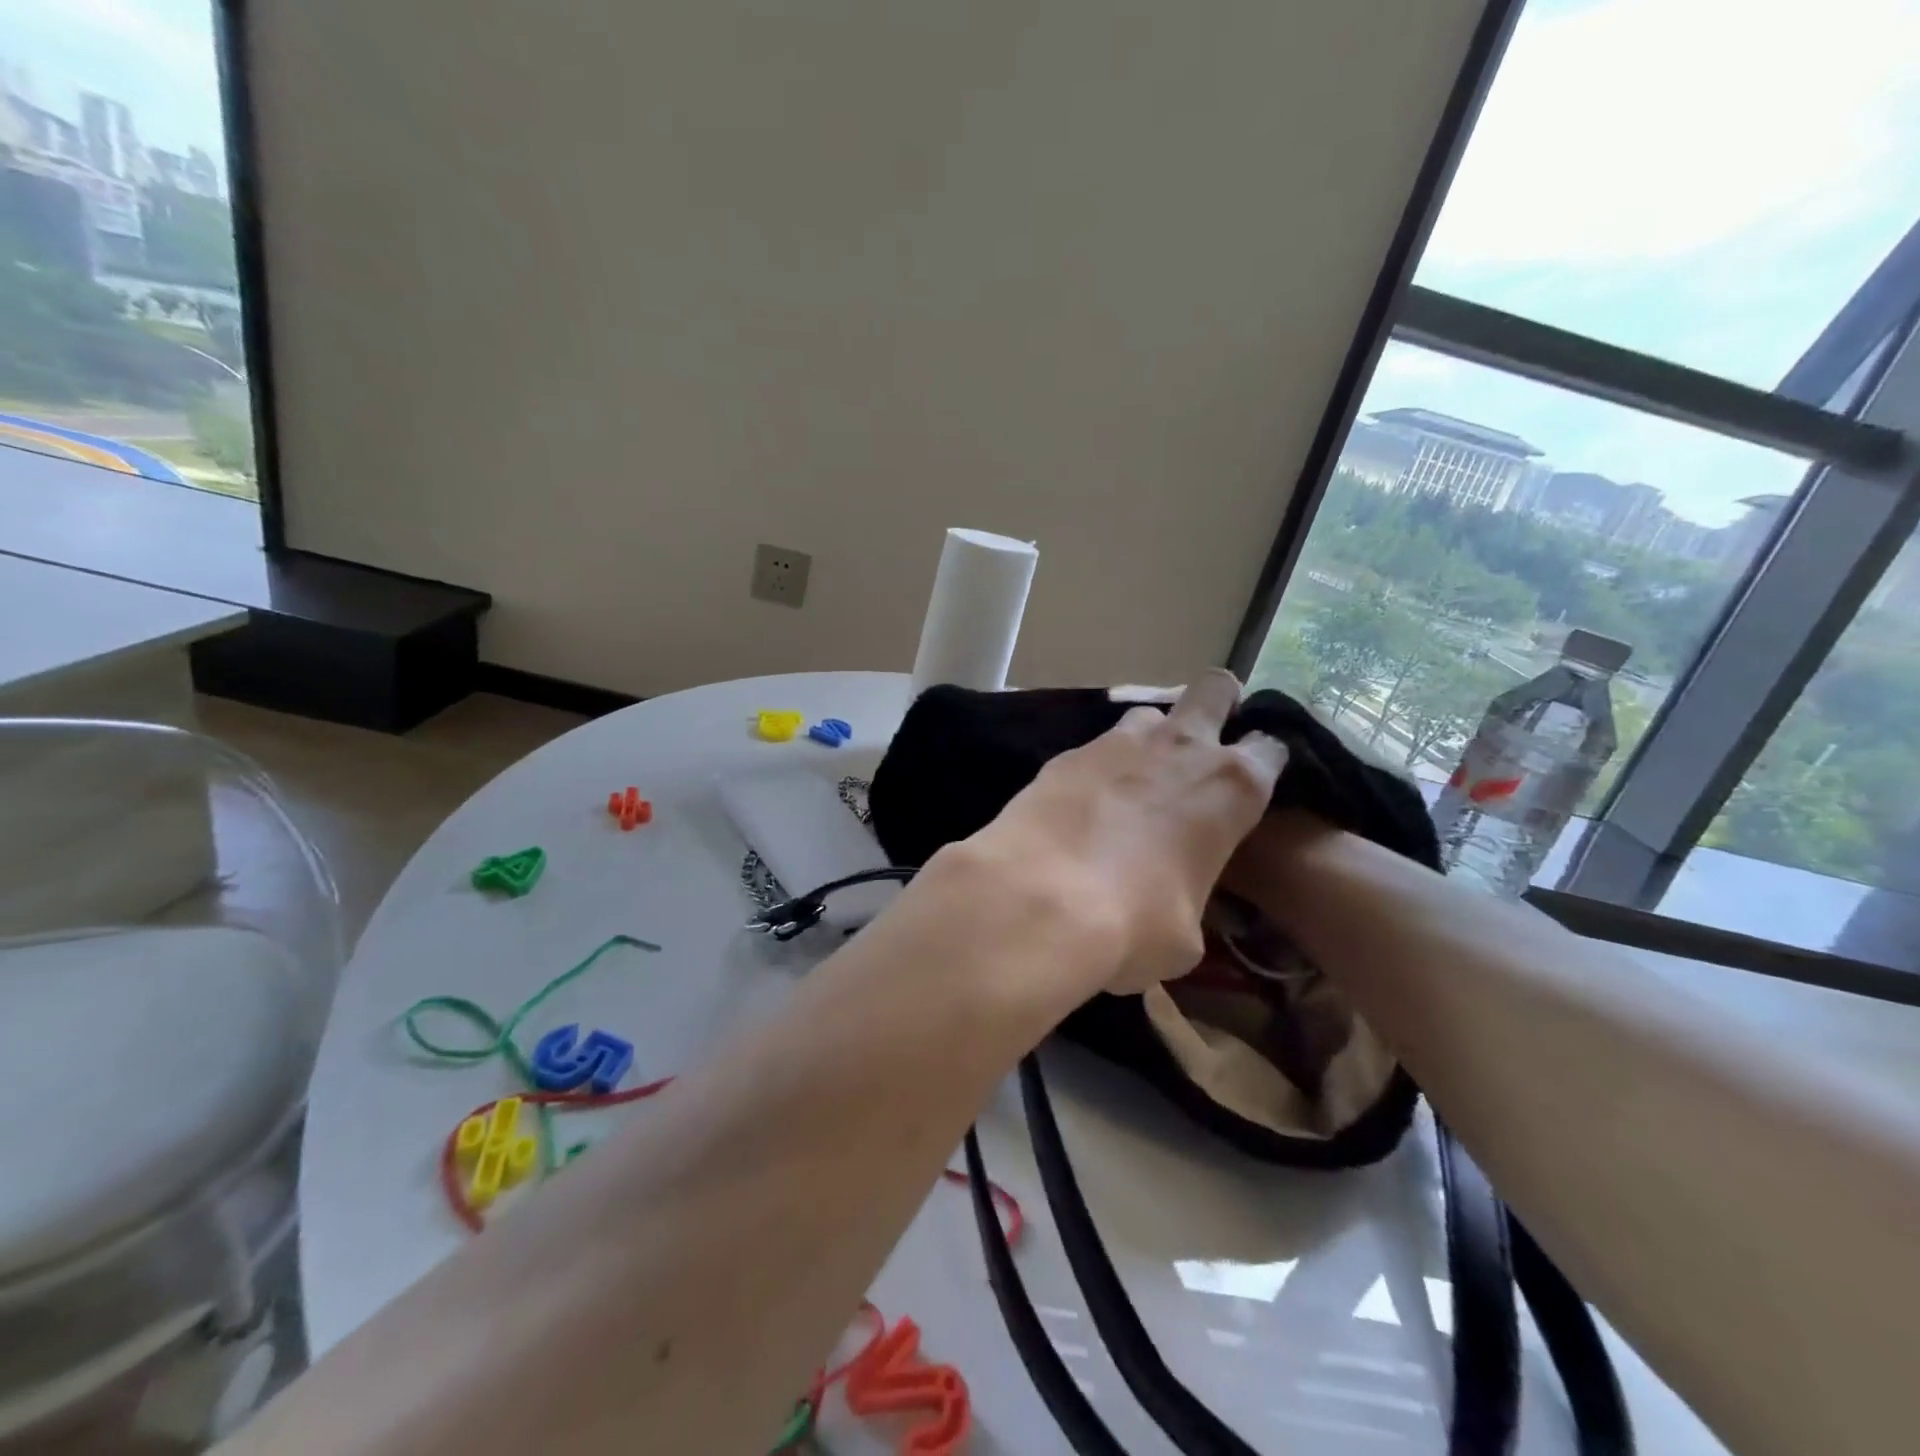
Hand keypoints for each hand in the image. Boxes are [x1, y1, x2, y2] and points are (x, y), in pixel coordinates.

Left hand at [963, 670, 1285, 993]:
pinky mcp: (1063, 755)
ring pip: (1147, 715)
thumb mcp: (1185, 936)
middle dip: (1217, 704)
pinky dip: (1094, 771)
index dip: (1264, 760)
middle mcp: (1180, 748)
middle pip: (1214, 690)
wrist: (1039, 900)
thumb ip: (1188, 898)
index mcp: (1231, 788)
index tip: (1252, 781)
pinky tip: (1080, 806)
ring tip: (1135, 780)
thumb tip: (1168, 906)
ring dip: (1149, 740)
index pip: (1271, 748)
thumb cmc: (1135, 926)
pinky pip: (1092, 750)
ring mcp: (1116, 743)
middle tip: (1203, 742)